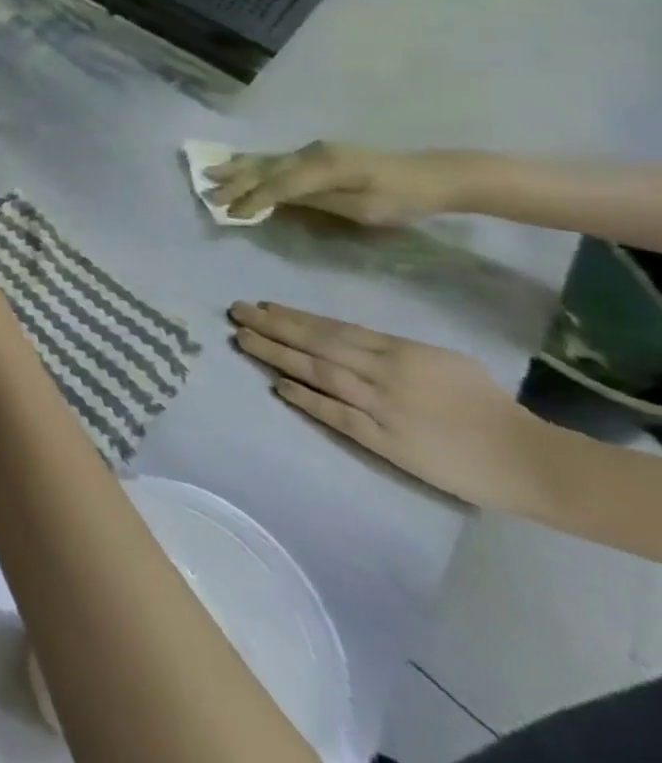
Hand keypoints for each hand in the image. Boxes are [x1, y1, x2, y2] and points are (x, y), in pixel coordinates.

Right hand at [208, 142, 467, 224]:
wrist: (437, 175)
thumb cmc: (404, 199)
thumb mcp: (363, 209)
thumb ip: (317, 202)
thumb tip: (278, 201)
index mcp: (322, 168)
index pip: (277, 185)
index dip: (252, 200)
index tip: (230, 215)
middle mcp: (310, 153)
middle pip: (264, 168)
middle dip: (234, 181)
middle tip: (206, 192)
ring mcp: (313, 151)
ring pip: (266, 159)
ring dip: (237, 168)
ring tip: (209, 172)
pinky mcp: (317, 153)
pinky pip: (276, 158)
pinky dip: (253, 162)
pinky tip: (239, 162)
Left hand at [229, 301, 554, 511]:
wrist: (530, 461)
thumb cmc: (488, 406)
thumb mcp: (440, 361)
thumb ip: (390, 349)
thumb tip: (341, 338)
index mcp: (400, 351)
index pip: (333, 328)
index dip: (293, 316)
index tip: (261, 306)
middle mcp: (384, 372)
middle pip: (316, 343)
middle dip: (272, 326)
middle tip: (236, 313)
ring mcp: (381, 406)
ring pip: (317, 373)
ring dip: (276, 355)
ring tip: (243, 340)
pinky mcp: (384, 440)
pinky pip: (336, 414)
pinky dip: (305, 398)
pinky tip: (277, 385)